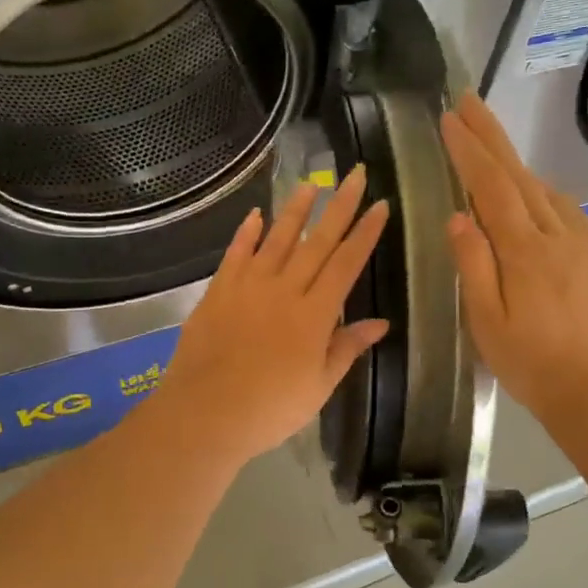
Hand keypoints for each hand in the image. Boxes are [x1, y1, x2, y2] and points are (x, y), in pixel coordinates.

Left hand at [155, 169, 390, 464]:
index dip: (366, 233)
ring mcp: (248, 287)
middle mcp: (284, 290)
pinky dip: (247, 233)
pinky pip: (236, 254)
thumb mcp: (319, 386)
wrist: (205, 414)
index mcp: (315, 314)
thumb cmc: (270, 409)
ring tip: (311, 183)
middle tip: (356, 174)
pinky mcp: (218, 291)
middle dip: (340, 206)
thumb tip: (380, 323)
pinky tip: (256, 215)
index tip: (381, 205)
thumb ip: (346, 348)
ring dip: (296, 210)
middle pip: (317, 241)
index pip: (347, 263)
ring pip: (277, 239)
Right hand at [440, 92, 587, 429]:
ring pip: (546, 191)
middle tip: (469, 101)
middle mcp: (559, 235)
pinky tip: (535, 197)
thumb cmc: (534, 365)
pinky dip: (543, 192)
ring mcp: (587, 243)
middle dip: (492, 136)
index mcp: (526, 251)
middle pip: (520, 175)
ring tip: (491, 147)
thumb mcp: (488, 323)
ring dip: (516, 164)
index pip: (490, 187)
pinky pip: (568, 211)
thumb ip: (474, 266)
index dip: (469, 150)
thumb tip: (457, 217)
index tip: (449, 117)